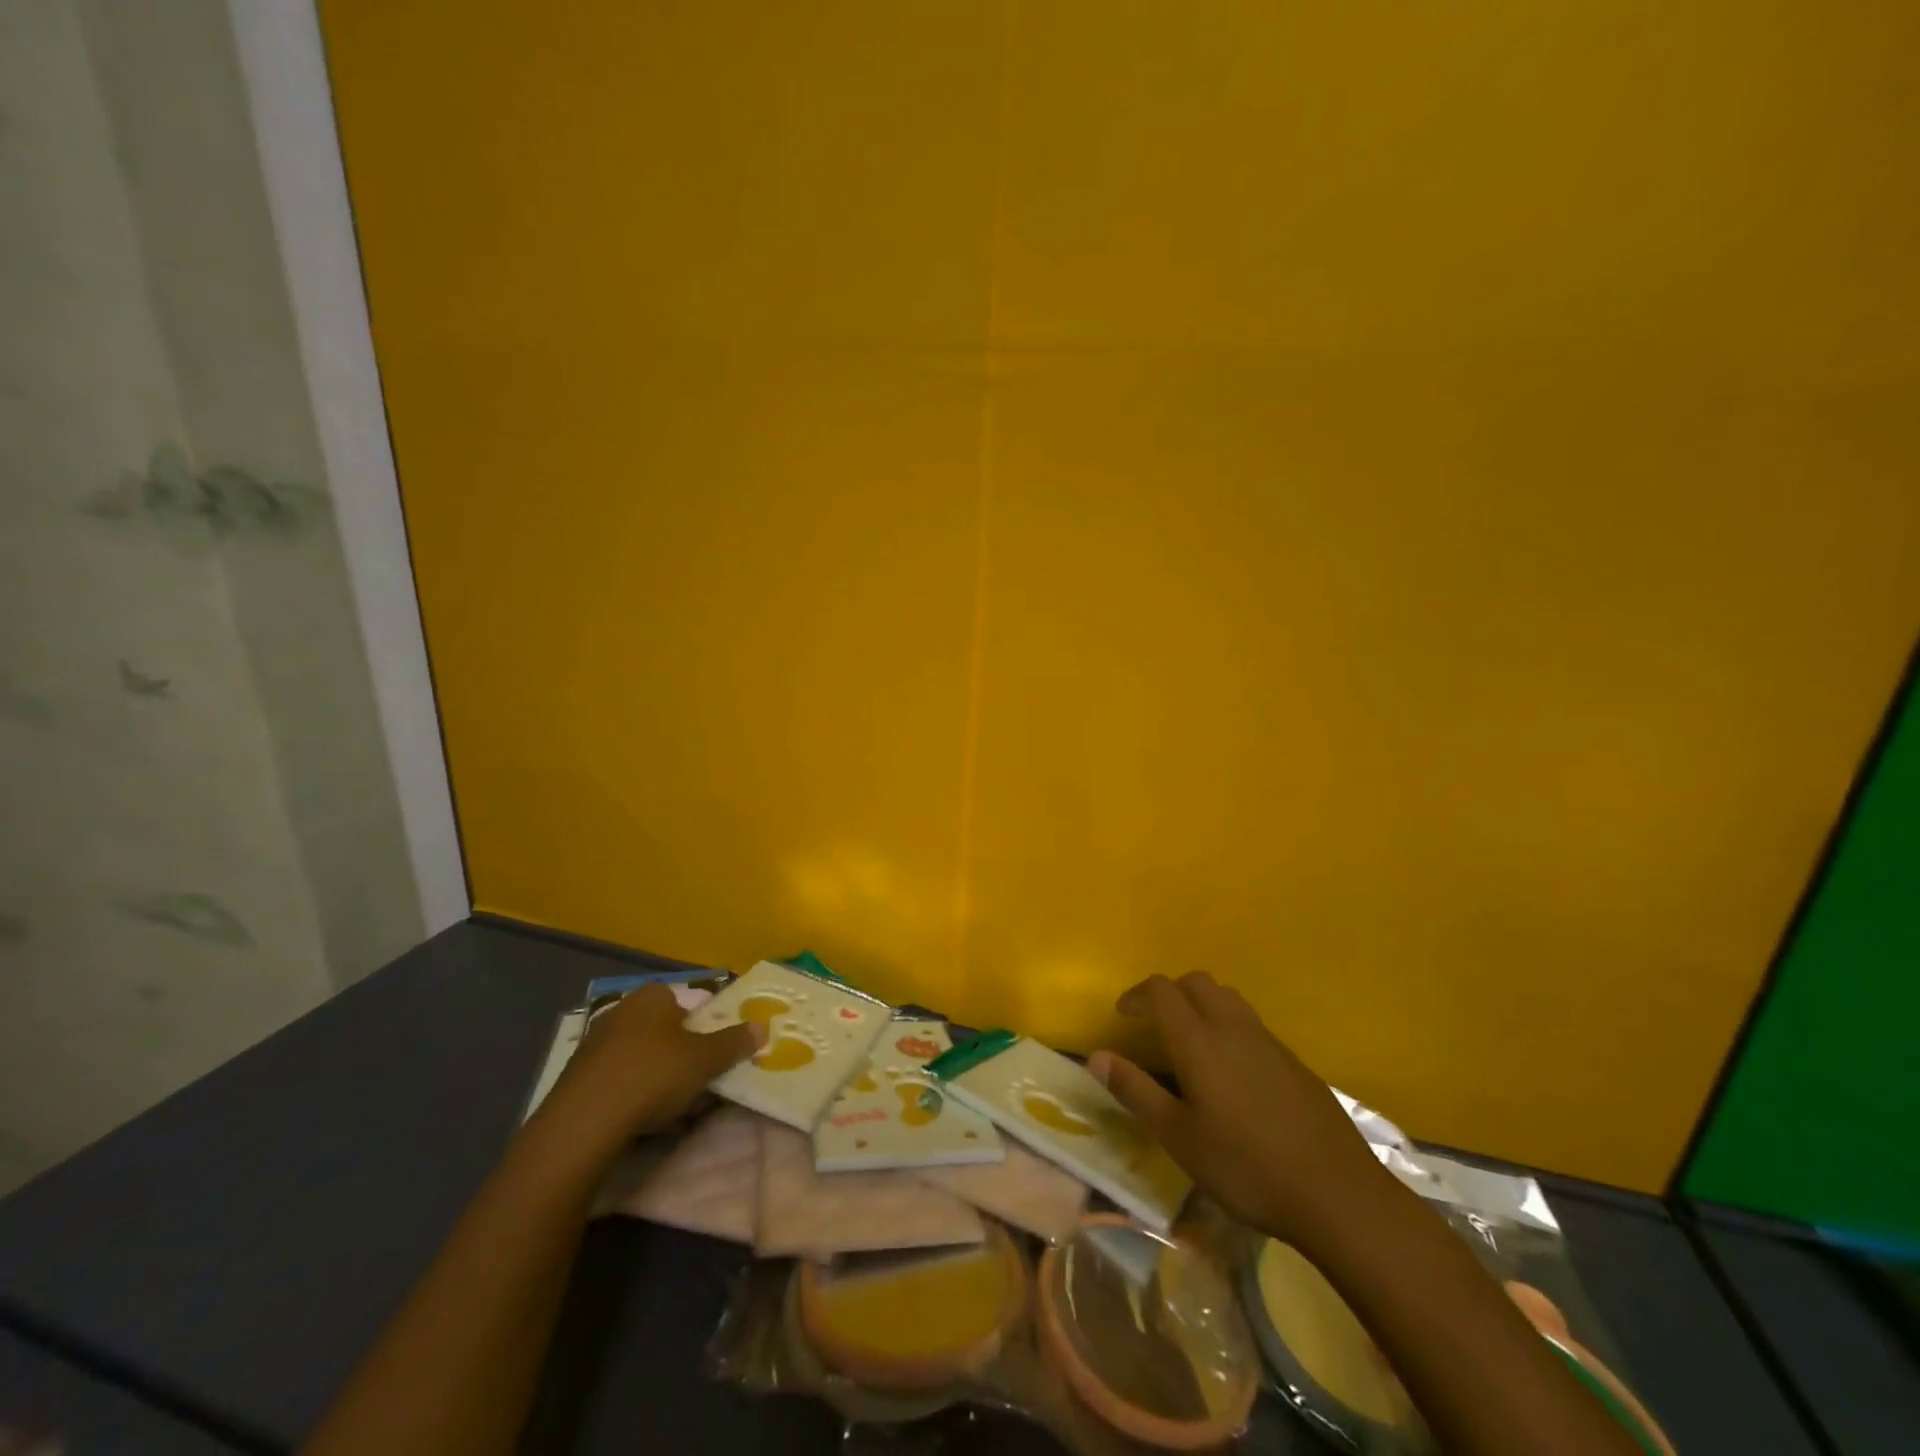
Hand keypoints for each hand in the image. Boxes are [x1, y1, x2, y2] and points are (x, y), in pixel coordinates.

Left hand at [537, 983, 763, 1151]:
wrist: (582, 1124)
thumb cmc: (653, 1075)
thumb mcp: (705, 1060)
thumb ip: (734, 1043)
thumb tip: (762, 1027)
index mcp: (651, 997)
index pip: (683, 1002)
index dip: (701, 1026)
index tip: (711, 1053)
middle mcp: (620, 1012)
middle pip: (663, 1031)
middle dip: (681, 1056)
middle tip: (699, 1082)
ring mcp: (594, 1046)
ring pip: (641, 1059)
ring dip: (659, 1080)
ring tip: (676, 1111)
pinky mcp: (577, 1080)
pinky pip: (618, 1082)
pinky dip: (634, 1097)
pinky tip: (645, 1123)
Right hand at [1089, 972, 1392, 1248]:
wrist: (1337, 1193)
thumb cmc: (1246, 1167)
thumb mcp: (1178, 1136)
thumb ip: (1135, 1091)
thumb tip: (1096, 1056)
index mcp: (1199, 1040)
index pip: (1162, 990)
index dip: (1137, 994)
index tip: (1123, 1016)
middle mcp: (1233, 1027)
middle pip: (1197, 982)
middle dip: (1170, 992)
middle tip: (1154, 1024)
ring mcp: (1269, 1042)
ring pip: (1228, 998)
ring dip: (1202, 1004)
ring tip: (1191, 1042)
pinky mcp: (1294, 1061)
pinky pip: (1252, 1024)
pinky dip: (1229, 1027)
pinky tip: (1232, 1074)